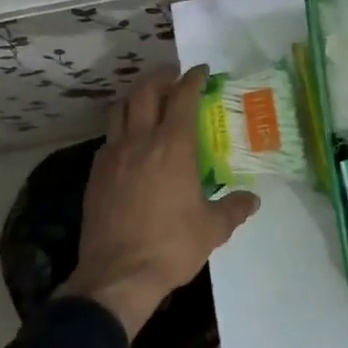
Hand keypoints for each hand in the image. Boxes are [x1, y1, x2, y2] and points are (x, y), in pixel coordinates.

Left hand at [58, 65, 259, 338]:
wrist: (118, 275)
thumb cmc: (171, 246)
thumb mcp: (213, 228)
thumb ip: (234, 208)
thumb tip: (252, 200)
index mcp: (173, 147)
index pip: (183, 98)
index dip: (193, 79)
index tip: (201, 71)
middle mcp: (140, 142)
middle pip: (144, 93)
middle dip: (160, 78)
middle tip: (173, 76)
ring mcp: (112, 157)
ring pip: (120, 111)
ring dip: (136, 98)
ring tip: (149, 101)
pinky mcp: (96, 176)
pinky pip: (109, 139)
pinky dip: (122, 129)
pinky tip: (130, 143)